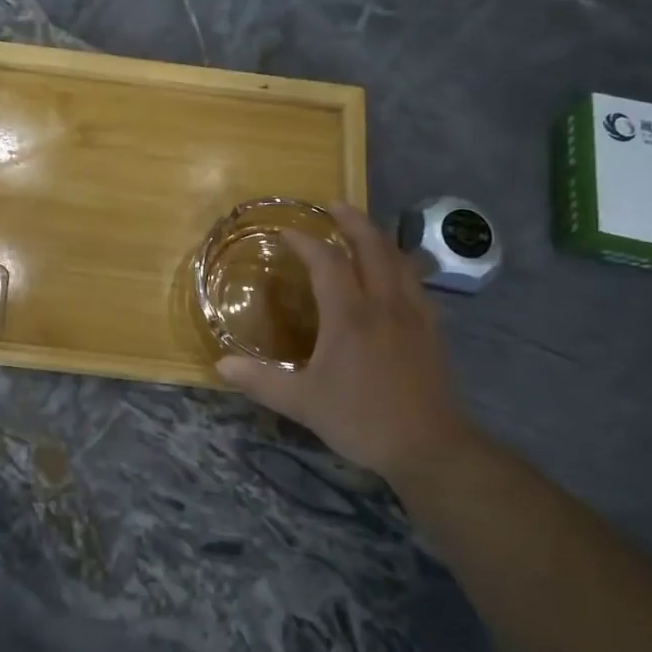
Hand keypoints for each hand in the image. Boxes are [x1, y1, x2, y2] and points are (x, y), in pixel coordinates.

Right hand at [215, 202, 478, 479]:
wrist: (429, 446)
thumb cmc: (361, 419)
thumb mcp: (302, 404)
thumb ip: (261, 381)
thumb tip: (220, 365)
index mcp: (350, 316)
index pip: (327, 262)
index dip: (306, 242)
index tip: (285, 232)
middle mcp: (384, 304)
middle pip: (373, 246)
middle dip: (352, 221)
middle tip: (333, 205)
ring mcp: (413, 315)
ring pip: (400, 260)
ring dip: (379, 238)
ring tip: (363, 231)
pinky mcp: (431, 330)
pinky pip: (416, 282)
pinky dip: (401, 264)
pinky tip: (394, 275)